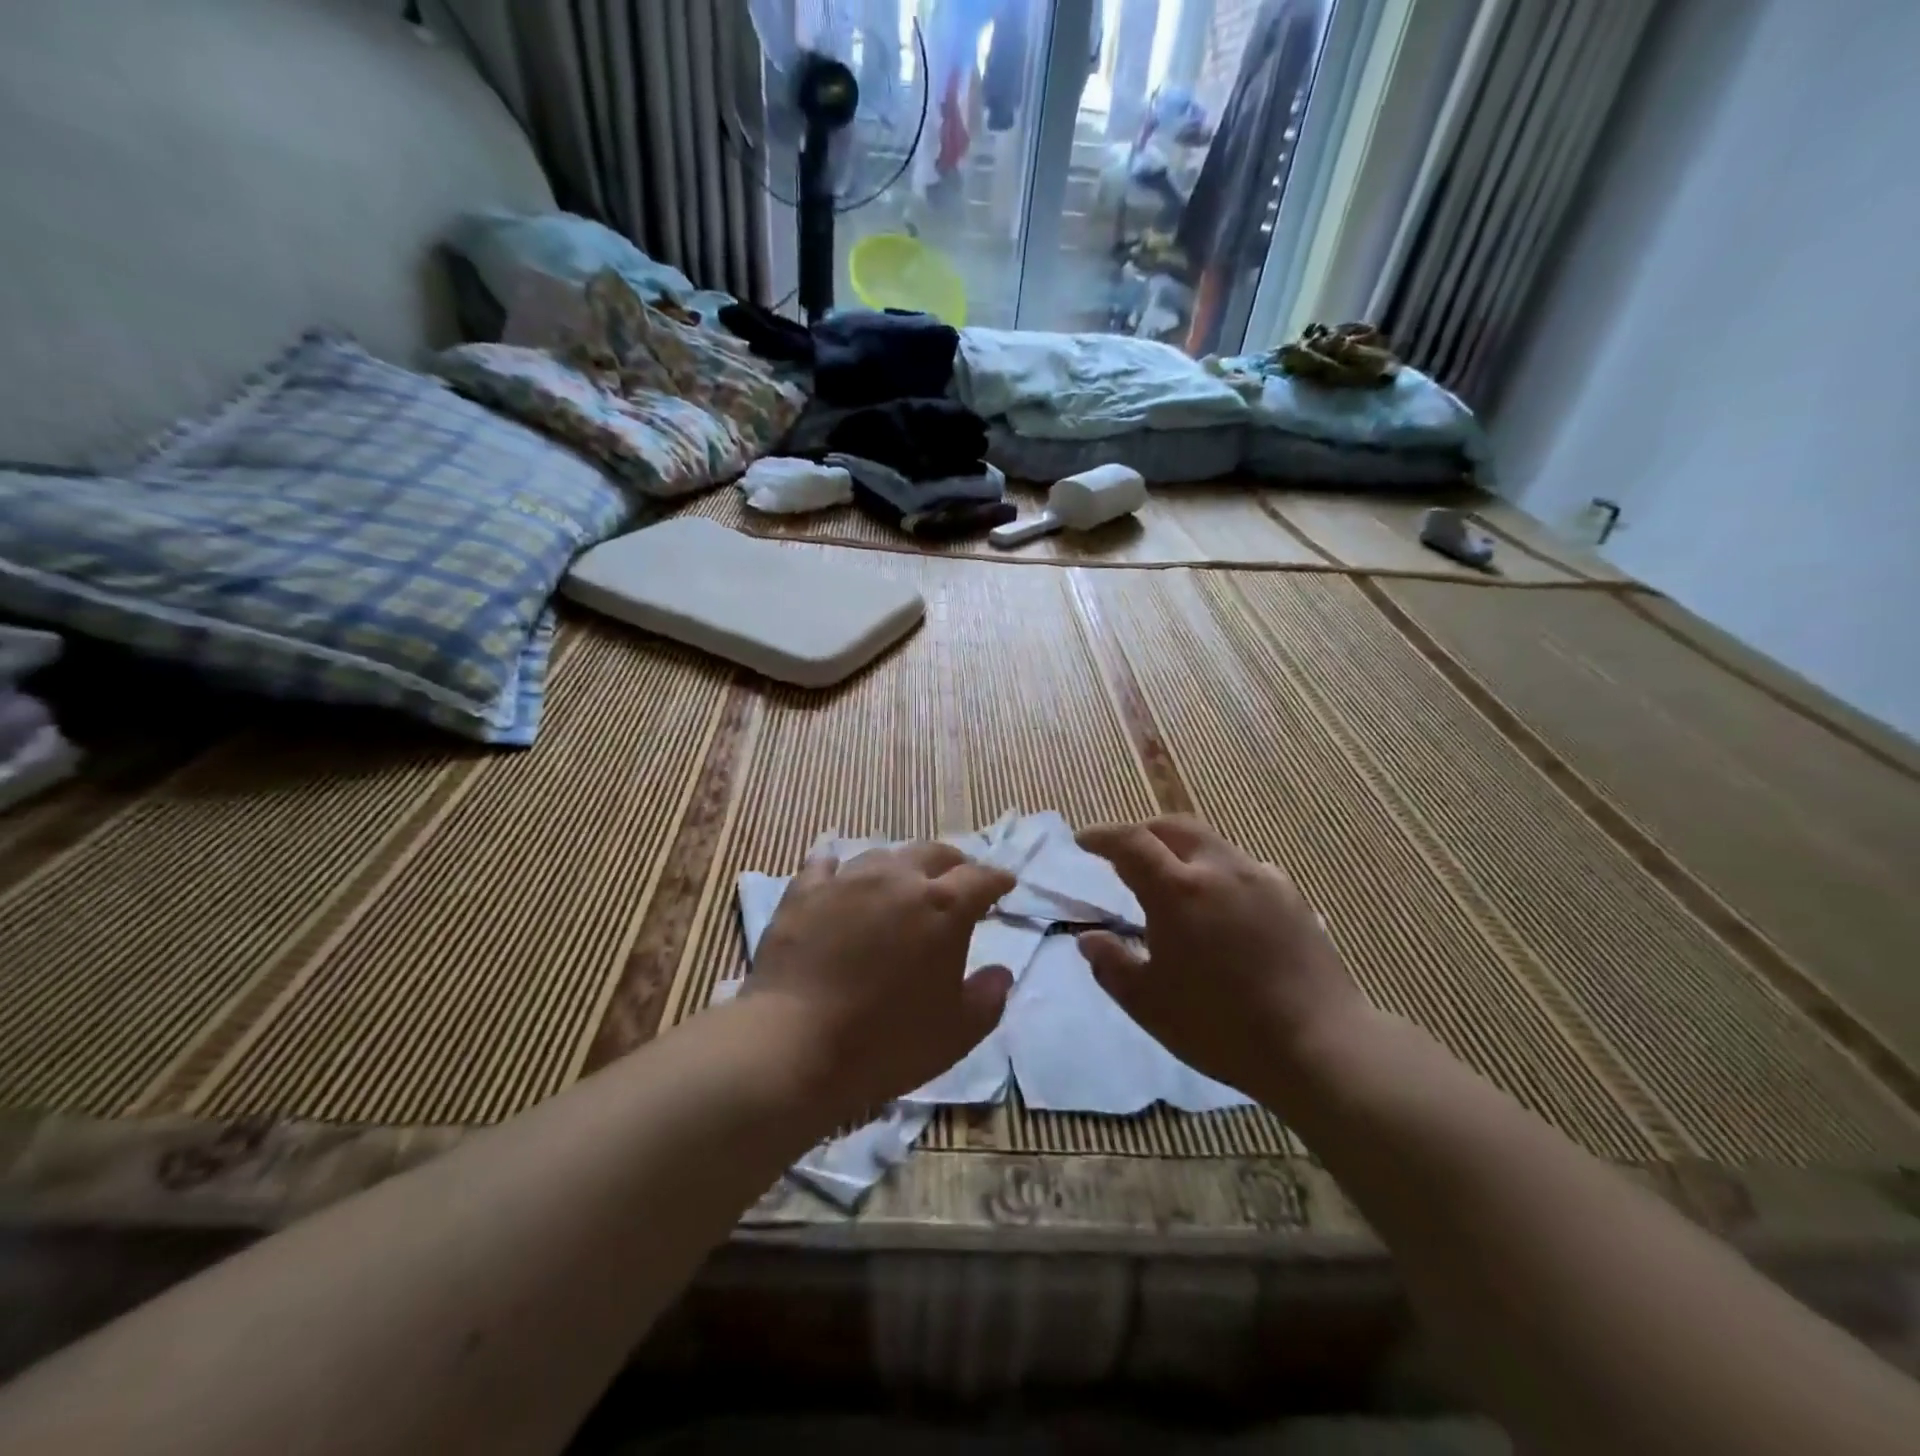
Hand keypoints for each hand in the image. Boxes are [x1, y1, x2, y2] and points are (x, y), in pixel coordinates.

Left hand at [742, 842, 1016, 1124]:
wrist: (795, 1045)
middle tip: (957, 880)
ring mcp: (847, 880)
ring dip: (901, 866)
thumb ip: (988, 998)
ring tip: (901, 882)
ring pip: (883, 855)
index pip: (980, 878)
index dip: (997, 880)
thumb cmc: (886, 1043)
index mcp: (943, 907)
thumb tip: (1001, 972)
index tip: (1005, 885)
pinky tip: (836, 871)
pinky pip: (824, 864)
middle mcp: (898, 879)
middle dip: (954, 863)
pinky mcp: (804, 892)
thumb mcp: (956, 1033)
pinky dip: (838, 866)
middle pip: (934, 853)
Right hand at [1075, 816, 1368, 1103]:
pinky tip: (1220, 906)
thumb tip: (1090, 938)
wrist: (1319, 1045)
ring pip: (1211, 843)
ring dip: (1181, 851)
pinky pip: (1243, 867)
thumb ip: (1110, 965)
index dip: (1102, 836)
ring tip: (1172, 882)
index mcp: (1178, 890)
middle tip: (1124, 854)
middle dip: (1142, 833)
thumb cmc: (1221, 1027)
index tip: (1083, 841)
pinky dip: (1217, 872)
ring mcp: (1261, 878)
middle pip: (1173, 826)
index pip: (1130, 842)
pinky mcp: (1291, 896)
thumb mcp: (1148, 1004)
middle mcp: (1220, 869)